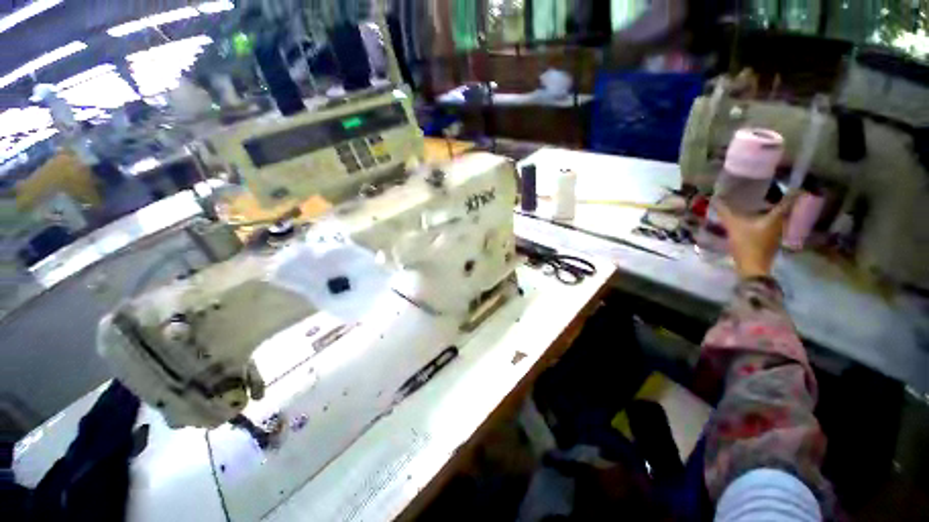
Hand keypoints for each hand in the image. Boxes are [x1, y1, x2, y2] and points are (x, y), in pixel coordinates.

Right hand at [714, 194, 796, 278]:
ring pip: (776, 216)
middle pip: (782, 207)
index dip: (791, 189)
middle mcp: (781, 222)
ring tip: (759, 201)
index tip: (791, 180)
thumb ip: (725, 211)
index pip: (789, 199)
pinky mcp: (770, 240)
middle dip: (777, 198)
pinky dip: (765, 218)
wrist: (752, 267)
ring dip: (770, 208)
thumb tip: (715, 198)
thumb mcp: (733, 226)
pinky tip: (755, 217)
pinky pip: (770, 224)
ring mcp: (777, 232)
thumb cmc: (747, 244)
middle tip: (769, 188)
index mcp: (777, 216)